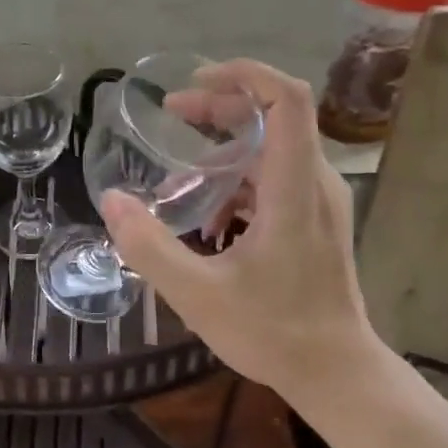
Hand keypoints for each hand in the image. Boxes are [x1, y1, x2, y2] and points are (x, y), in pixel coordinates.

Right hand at [99, 60, 381, 398]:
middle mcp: (315, 183)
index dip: (244, 75)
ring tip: (176, 177)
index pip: (287, 100)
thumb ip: (149, 246)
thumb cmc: (273, 332)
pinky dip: (236, 181)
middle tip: (173, 115)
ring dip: (224, 149)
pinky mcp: (314, 221)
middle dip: (221, 107)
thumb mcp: (197, 294)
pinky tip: (206, 220)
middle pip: (274, 116)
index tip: (195, 81)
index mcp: (294, 189)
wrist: (335, 373)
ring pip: (272, 149)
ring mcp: (319, 202)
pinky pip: (274, 180)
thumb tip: (112, 200)